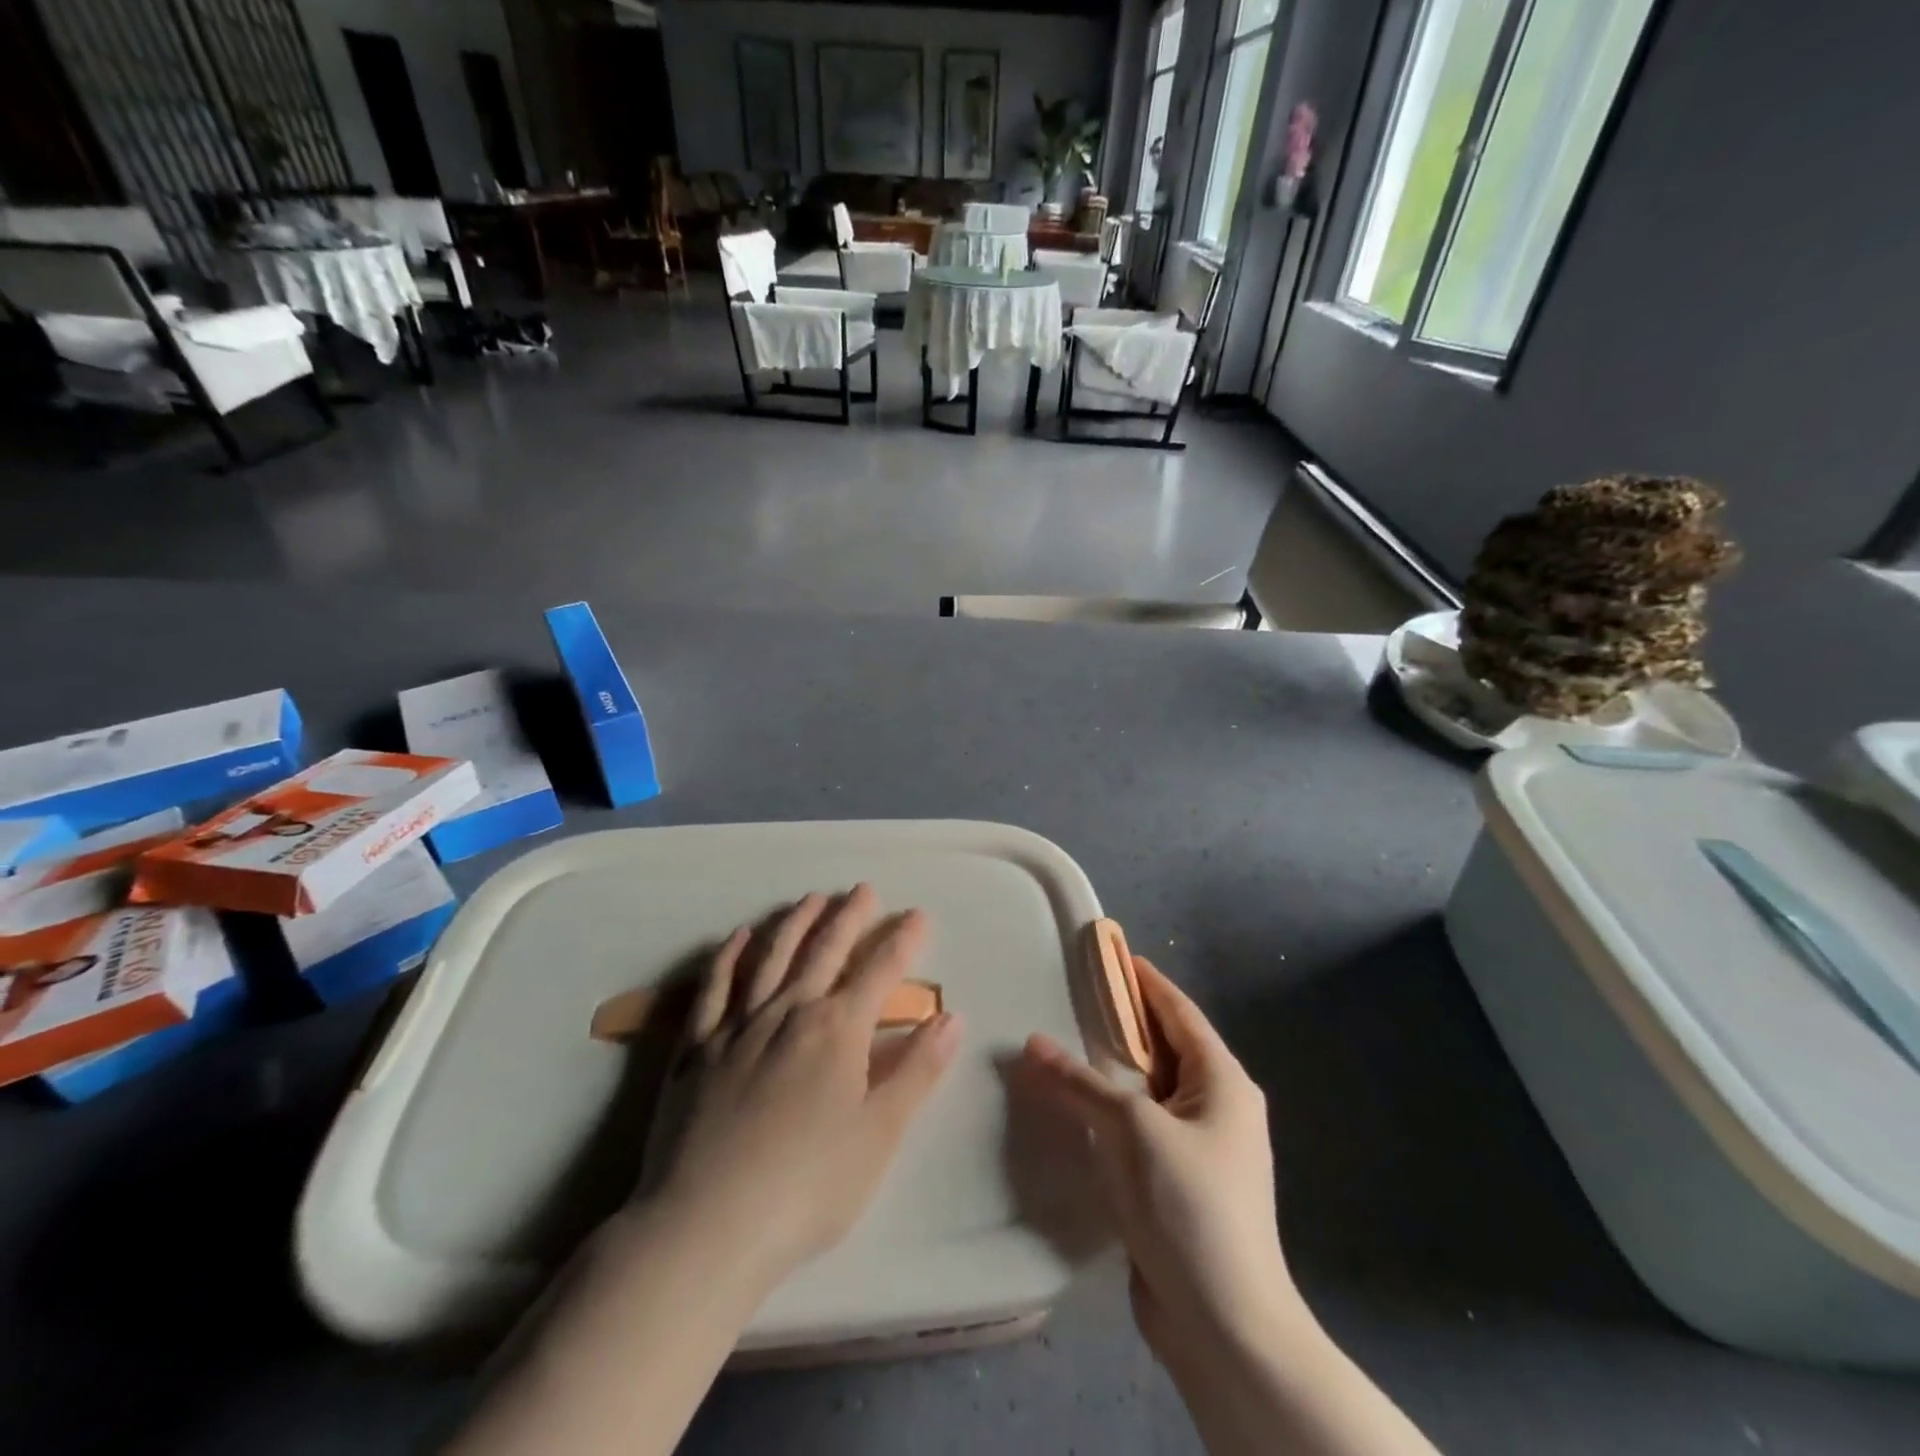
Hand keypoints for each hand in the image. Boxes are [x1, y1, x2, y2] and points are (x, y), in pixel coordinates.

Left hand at [643, 885, 962, 1288]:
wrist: (706, 1227)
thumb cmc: (808, 1187)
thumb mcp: (879, 1135)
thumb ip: (917, 1071)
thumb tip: (952, 1018)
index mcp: (837, 1030)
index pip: (880, 971)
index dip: (903, 941)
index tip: (918, 915)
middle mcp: (789, 1012)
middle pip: (825, 951)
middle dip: (849, 917)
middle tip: (862, 889)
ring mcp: (738, 1026)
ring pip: (772, 957)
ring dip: (795, 923)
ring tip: (811, 898)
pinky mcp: (697, 1048)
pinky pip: (714, 988)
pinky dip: (729, 957)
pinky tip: (739, 937)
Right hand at [1020, 956, 1301, 1373]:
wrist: (1226, 1325)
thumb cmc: (1191, 1206)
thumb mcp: (1134, 1130)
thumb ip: (1082, 1082)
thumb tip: (1031, 1043)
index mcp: (1223, 1082)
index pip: (1179, 1012)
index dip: (1146, 982)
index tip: (1112, 954)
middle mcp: (1217, 1106)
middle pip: (1164, 1047)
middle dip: (1123, 1022)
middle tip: (1076, 995)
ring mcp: (1199, 1147)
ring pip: (1149, 1089)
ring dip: (1113, 1068)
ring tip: (1069, 1043)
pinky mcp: (1178, 1181)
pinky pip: (1141, 1126)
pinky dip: (1112, 1109)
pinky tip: (1078, 1106)